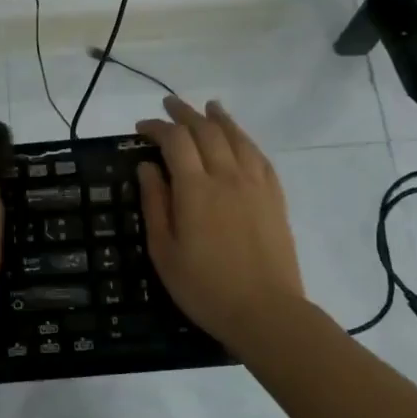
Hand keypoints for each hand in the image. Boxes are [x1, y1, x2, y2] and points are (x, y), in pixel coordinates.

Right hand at [135, 96, 309, 351]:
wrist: (265, 312)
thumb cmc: (204, 287)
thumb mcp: (164, 251)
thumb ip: (155, 204)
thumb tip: (147, 167)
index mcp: (195, 189)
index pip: (175, 141)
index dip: (157, 128)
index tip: (141, 128)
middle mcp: (227, 176)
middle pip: (206, 130)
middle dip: (185, 114)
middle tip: (169, 105)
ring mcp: (256, 184)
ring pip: (237, 137)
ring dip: (218, 118)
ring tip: (207, 107)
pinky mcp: (275, 197)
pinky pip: (259, 156)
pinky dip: (245, 139)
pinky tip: (239, 139)